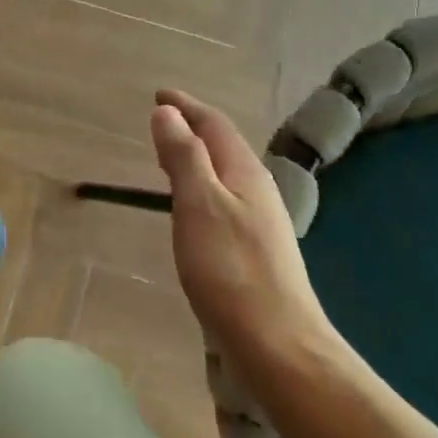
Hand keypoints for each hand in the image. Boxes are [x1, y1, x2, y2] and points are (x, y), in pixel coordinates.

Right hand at [149, 89, 336, 356]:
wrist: (278, 343)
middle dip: (192, 129)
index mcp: (245, 173)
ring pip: (224, 175)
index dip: (186, 107)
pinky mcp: (253, 250)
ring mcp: (259, 223)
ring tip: (170, 157)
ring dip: (196, 159)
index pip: (214, 125)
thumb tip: (167, 113)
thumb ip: (184, 157)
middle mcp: (257, 191)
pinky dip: (200, 188)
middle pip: (223, 147)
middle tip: (162, 122)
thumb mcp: (199, 205)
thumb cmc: (230, 269)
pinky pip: (223, 201)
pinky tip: (190, 209)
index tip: (159, 94)